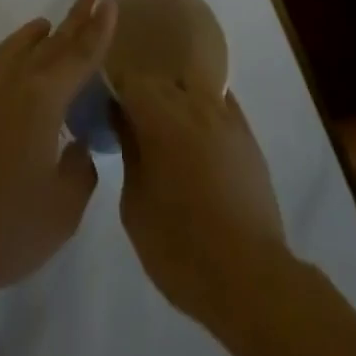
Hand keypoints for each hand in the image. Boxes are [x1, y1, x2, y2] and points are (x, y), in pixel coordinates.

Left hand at [0, 0, 116, 301]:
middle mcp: (13, 80)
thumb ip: (79, 171)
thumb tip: (77, 147)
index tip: (109, 1)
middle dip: (74, 18)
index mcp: (43, 98)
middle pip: (51, 41)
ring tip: (48, 24)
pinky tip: (11, 68)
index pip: (79, 55)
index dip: (98, 29)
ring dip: (37, 34)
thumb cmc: (2, 226)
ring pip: (16, 47)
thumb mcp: (61, 212)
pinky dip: (11, 56)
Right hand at [112, 74, 292, 332]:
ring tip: (165, 125)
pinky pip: (218, 103)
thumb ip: (128, 150)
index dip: (114, 88)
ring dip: (174, 98)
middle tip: (131, 118)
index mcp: (159, 115)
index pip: (129, 79)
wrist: (249, 277)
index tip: (106, 106)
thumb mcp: (135, 205)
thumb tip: (121, 119)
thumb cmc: (180, 246)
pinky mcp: (246, 133)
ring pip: (191, 86)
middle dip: (143, 92)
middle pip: (160, 78)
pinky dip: (202, 108)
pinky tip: (197, 132)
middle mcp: (192, 102)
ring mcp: (224, 114)